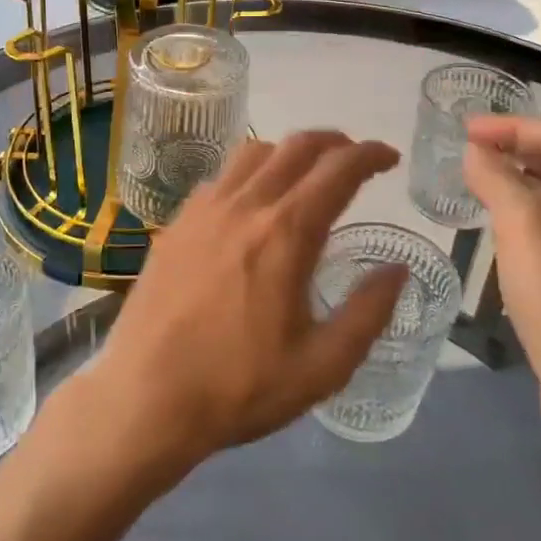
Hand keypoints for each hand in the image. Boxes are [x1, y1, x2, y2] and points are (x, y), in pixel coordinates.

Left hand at [87, 131, 406, 475]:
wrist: (144, 398)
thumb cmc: (238, 387)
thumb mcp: (322, 366)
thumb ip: (368, 313)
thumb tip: (396, 270)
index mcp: (286, 233)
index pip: (338, 170)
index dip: (370, 155)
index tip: (388, 159)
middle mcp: (244, 206)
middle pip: (295, 146)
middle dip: (334, 142)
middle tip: (354, 160)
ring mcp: (203, 211)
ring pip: (252, 153)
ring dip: (288, 152)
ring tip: (304, 177)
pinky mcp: (175, 225)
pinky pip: (219, 179)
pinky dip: (248, 175)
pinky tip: (250, 207)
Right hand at [462, 118, 540, 456]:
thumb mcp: (524, 230)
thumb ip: (498, 181)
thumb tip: (477, 152)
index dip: (509, 127)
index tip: (462, 131)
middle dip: (514, 150)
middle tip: (466, 154)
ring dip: (519, 184)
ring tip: (476, 186)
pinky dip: (528, 218)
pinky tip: (501, 233)